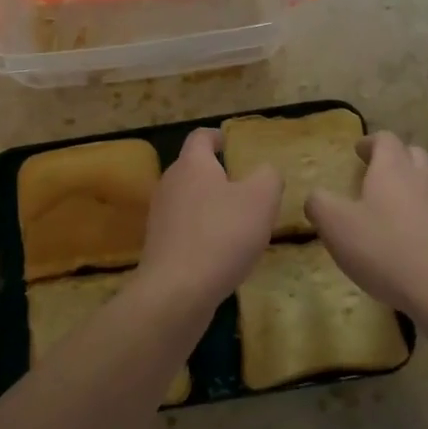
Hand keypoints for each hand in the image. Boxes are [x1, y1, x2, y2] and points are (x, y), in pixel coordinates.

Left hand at [135, 128, 280, 313]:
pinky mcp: (159, 246)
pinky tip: (221, 252)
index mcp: (192, 164)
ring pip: (189, 200)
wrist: (176, 292)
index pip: (200, 137)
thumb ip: (268, 178)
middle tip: (244, 187)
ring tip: (237, 222)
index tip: (229, 142)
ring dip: (210, 206)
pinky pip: (185, 228)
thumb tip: (265, 172)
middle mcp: (170, 183)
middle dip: (217, 174)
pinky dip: (202, 232)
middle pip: (193, 169)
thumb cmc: (221, 235)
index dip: (216, 136)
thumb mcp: (260, 200)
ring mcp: (160, 215)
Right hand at [305, 131, 427, 314]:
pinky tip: (410, 238)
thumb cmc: (384, 247)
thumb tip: (315, 197)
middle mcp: (421, 178)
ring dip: (412, 186)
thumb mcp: (336, 225)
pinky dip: (424, 216)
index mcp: (392, 168)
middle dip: (395, 159)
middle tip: (375, 174)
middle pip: (413, 154)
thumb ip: (319, 204)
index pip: (385, 139)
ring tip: (391, 206)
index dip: (370, 142)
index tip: (358, 152)